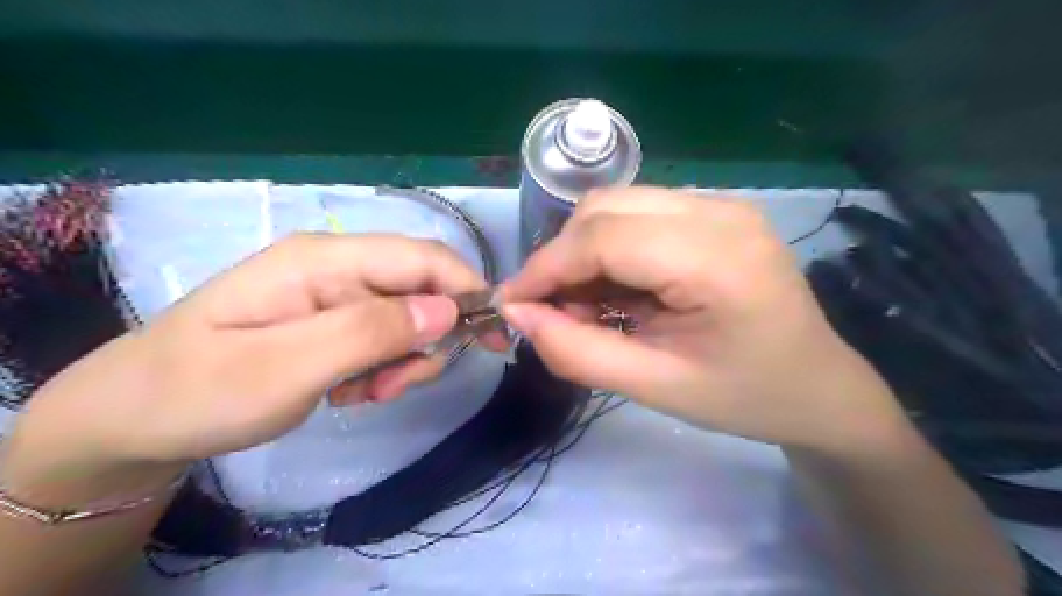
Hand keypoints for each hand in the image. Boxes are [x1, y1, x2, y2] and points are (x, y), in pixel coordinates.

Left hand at [7, 235, 493, 482]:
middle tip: (397, 386)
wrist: (134, 418)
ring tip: (365, 394)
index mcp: (325, 259)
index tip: (495, 337)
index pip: (423, 258)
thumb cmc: (200, 390)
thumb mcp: (288, 367)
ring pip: (408, 318)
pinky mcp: (332, 319)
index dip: (468, 290)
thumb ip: (371, 332)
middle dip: (428, 339)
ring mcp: (335, 293)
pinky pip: (383, 337)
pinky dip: (382, 367)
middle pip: (421, 289)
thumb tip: (448, 309)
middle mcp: (337, 266)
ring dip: (403, 359)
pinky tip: (349, 391)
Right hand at [504, 188, 907, 454]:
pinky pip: (639, 215)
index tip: (511, 304)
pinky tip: (618, 291)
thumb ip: (577, 352)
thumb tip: (518, 314)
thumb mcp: (655, 387)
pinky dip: (611, 249)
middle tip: (553, 311)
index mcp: (716, 258)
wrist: (818, 387)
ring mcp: (721, 204)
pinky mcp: (716, 212)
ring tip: (588, 307)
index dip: (546, 268)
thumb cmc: (745, 398)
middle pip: (605, 209)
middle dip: (563, 258)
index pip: (603, 238)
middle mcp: (719, 211)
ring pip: (617, 206)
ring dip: (585, 252)